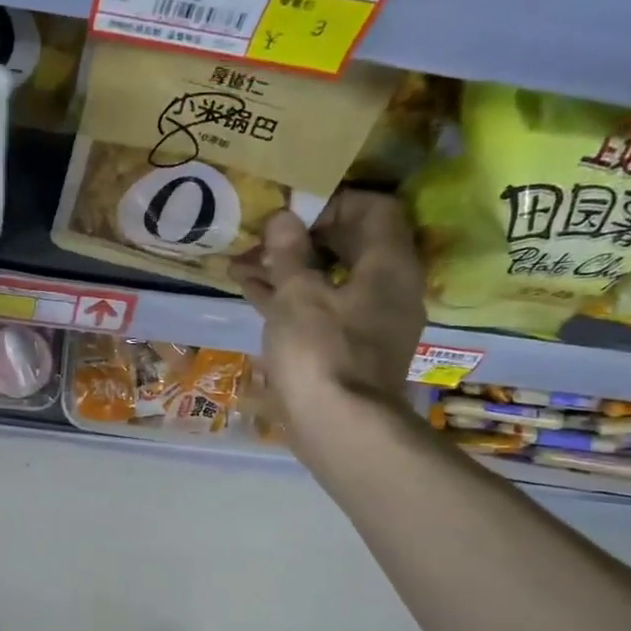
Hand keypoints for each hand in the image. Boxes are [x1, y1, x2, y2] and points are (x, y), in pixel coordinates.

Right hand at [232, 189, 424, 456]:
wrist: (338, 428)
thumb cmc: (320, 352)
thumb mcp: (297, 295)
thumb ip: (289, 253)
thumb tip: (284, 218)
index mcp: (388, 266)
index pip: (374, 209)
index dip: (333, 202)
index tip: (292, 210)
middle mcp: (387, 288)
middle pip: (348, 245)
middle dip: (300, 237)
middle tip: (260, 236)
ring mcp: (367, 321)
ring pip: (328, 278)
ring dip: (288, 268)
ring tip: (241, 263)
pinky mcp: (346, 348)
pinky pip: (319, 308)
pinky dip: (289, 297)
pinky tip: (249, 291)